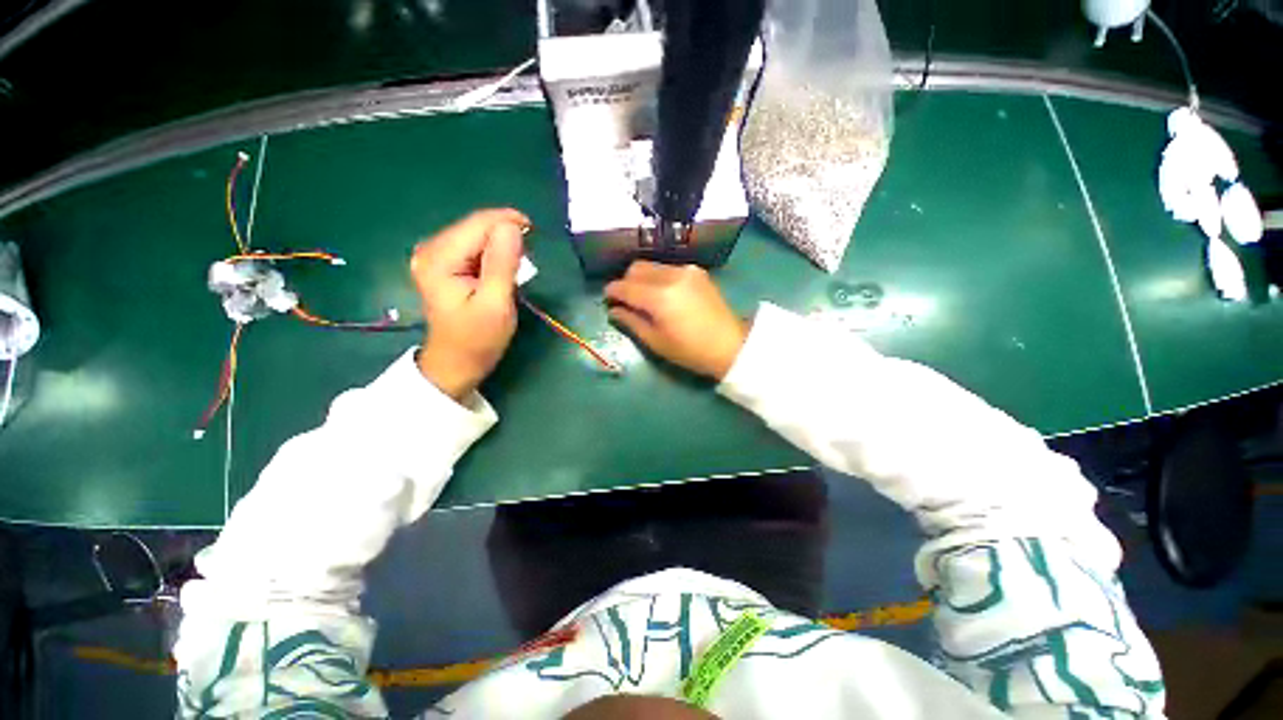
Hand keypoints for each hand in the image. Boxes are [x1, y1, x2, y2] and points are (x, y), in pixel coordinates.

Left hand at [411, 208, 529, 399]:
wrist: (455, 363)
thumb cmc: (478, 339)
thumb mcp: (496, 304)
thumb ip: (502, 264)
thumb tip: (512, 227)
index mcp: (439, 258)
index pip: (478, 224)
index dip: (508, 222)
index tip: (535, 233)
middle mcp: (431, 249)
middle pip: (475, 226)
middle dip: (505, 235)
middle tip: (528, 259)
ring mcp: (434, 256)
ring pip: (476, 235)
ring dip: (500, 245)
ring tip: (517, 267)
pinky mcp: (443, 264)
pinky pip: (473, 247)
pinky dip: (492, 254)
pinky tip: (501, 270)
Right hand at [605, 262, 748, 379]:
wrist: (731, 345)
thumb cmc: (690, 351)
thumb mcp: (656, 342)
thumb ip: (631, 322)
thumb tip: (614, 310)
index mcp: (659, 297)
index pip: (625, 286)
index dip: (612, 291)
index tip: (607, 299)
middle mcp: (671, 276)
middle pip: (636, 268)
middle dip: (626, 282)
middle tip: (626, 300)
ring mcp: (687, 271)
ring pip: (652, 266)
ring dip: (642, 278)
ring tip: (644, 298)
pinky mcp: (697, 272)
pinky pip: (669, 268)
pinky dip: (659, 277)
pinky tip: (664, 294)